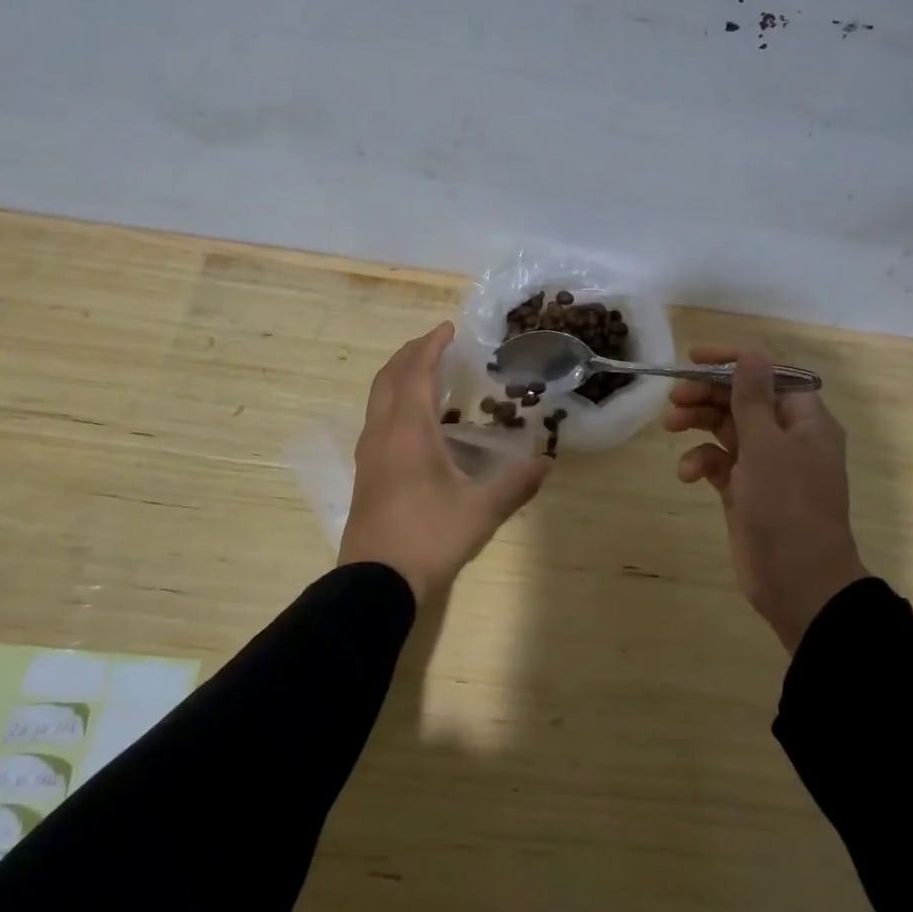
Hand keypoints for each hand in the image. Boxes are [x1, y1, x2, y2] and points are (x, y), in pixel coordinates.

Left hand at [338, 322, 550, 602]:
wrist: (374, 583)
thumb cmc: (428, 538)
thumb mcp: (480, 511)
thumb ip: (515, 484)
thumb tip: (547, 462)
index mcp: (407, 431)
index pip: (415, 372)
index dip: (430, 346)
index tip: (448, 328)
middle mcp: (382, 433)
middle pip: (389, 378)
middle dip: (410, 354)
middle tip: (436, 344)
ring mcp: (368, 454)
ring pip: (378, 398)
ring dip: (399, 377)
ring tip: (426, 375)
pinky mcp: (365, 473)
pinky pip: (377, 419)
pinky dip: (394, 401)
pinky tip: (414, 422)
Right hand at [664, 348, 868, 653]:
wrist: (799, 584)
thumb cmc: (787, 507)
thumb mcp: (766, 447)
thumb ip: (752, 398)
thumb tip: (751, 354)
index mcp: (804, 419)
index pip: (768, 373)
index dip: (731, 362)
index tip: (693, 358)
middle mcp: (786, 436)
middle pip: (742, 398)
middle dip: (706, 394)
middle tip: (673, 398)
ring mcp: (766, 464)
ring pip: (726, 427)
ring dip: (698, 422)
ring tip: (670, 426)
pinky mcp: (746, 489)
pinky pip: (720, 462)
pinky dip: (701, 461)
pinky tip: (688, 474)